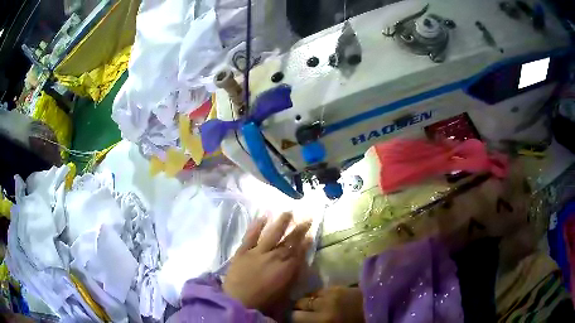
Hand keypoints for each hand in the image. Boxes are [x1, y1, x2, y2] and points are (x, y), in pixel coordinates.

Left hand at [223, 212, 311, 311]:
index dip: (306, 242)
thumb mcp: (285, 293)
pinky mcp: (243, 251)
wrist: (239, 301)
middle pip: (289, 240)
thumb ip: (294, 276)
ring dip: (281, 222)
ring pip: (272, 234)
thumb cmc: (264, 302)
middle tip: (306, 218)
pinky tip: (262, 217)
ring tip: (288, 212)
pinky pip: (250, 236)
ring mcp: (258, 252)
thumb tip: (301, 264)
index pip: (299, 252)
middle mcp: (275, 256)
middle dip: (299, 229)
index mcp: (287, 268)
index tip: (311, 233)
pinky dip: (256, 226)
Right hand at [292, 286, 364, 322]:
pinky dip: (316, 296)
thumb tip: (302, 320)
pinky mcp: (337, 286)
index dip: (291, 318)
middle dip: (296, 309)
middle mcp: (323, 305)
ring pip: (307, 295)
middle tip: (298, 314)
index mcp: (323, 320)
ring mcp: (330, 293)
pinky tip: (320, 300)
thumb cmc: (354, 322)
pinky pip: (319, 291)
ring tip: (309, 307)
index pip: (294, 317)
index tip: (291, 319)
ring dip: (306, 301)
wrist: (377, 309)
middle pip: (298, 304)